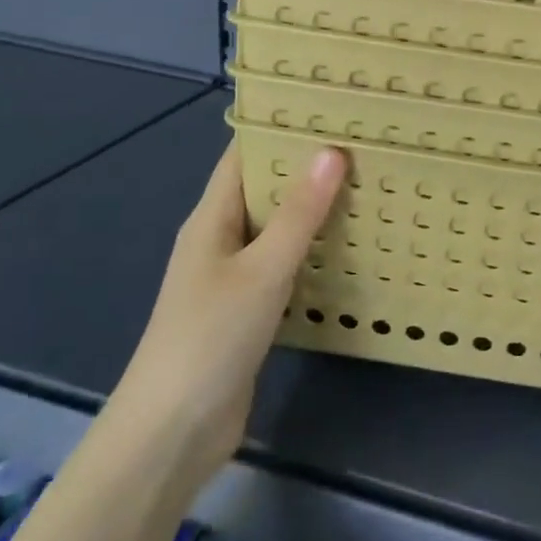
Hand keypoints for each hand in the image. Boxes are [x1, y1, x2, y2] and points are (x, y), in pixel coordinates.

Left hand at [107, 142, 345, 484]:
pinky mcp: (249, 310)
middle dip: (307, 166)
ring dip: (314, 209)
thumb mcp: (262, 270)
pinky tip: (351, 246)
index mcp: (212, 219)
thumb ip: (300, 213)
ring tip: (367, 184)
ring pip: (278, 229)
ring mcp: (233, 277)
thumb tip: (331, 150)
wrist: (173, 433)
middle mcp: (220, 240)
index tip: (328, 107)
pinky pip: (285, 265)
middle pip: (265, 189)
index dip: (278, 127)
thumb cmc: (210, 338)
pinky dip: (314, 250)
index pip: (243, 156)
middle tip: (363, 143)